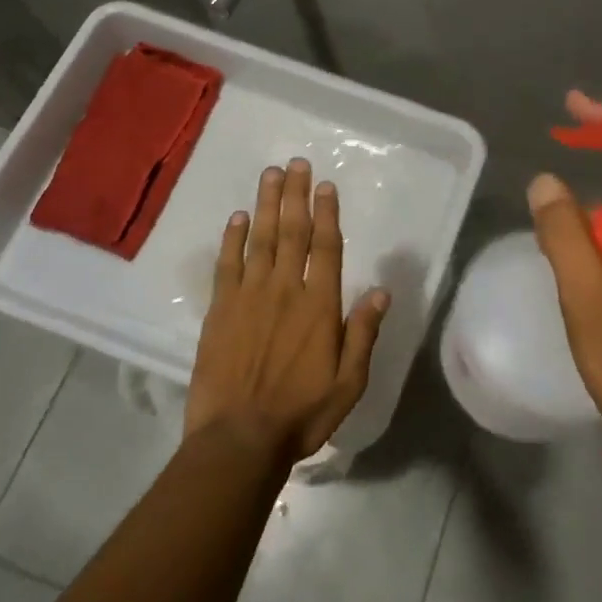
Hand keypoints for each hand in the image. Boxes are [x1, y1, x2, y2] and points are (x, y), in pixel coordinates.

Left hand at [186, 159, 390, 466]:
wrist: (239, 438)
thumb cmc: (301, 413)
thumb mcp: (349, 382)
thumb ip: (363, 333)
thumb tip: (381, 291)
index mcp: (319, 306)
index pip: (325, 247)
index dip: (326, 213)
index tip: (325, 186)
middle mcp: (285, 290)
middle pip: (292, 232)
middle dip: (296, 195)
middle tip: (296, 163)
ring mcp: (249, 296)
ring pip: (260, 239)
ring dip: (266, 204)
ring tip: (271, 174)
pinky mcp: (220, 309)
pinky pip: (227, 264)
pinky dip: (233, 238)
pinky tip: (237, 217)